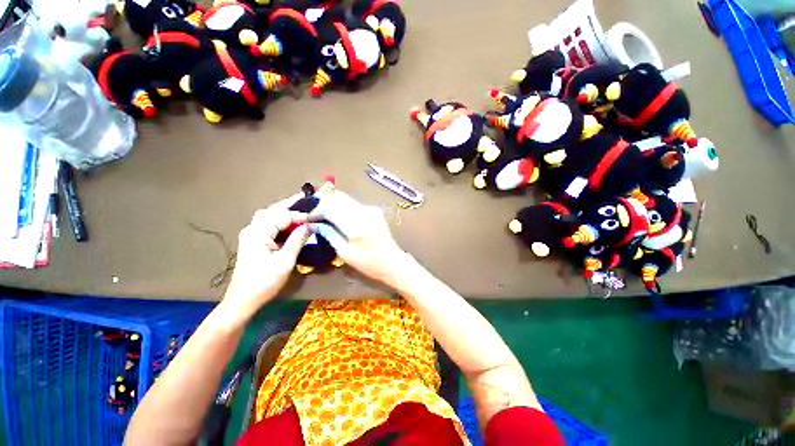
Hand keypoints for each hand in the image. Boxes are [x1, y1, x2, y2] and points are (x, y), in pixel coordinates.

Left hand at [223, 195, 309, 321]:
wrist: (242, 300)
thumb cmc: (264, 282)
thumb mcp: (285, 261)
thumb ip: (298, 240)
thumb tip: (311, 225)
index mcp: (258, 233)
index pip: (283, 216)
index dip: (301, 215)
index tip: (316, 217)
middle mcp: (252, 229)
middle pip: (273, 210)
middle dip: (291, 205)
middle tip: (309, 200)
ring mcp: (252, 234)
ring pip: (270, 216)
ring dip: (286, 212)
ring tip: (303, 209)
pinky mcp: (254, 241)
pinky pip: (269, 225)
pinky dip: (282, 222)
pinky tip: (293, 224)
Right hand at [309, 190, 411, 286]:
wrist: (392, 261)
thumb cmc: (368, 262)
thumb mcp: (344, 252)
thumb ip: (328, 234)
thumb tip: (313, 223)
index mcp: (356, 225)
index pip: (330, 207)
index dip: (316, 209)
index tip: (307, 217)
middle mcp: (364, 212)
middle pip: (337, 198)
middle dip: (322, 202)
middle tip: (312, 213)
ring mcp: (370, 209)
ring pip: (345, 199)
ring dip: (331, 204)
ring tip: (322, 214)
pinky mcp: (374, 210)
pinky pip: (353, 204)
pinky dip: (342, 207)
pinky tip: (337, 216)